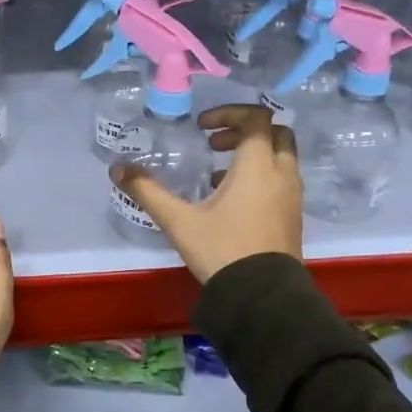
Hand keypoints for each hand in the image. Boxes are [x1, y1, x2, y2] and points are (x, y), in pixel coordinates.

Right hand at [111, 104, 301, 282]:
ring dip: (253, 154)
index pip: (256, 118)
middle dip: (245, 130)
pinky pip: (281, 180)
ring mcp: (292, 195)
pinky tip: (231, 199)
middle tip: (215, 143)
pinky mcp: (293, 216)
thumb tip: (117, 169)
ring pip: (281, 157)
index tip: (203, 128)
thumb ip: (148, 191)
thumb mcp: (179, 220)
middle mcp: (282, 173)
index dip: (229, 113)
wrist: (262, 297)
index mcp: (258, 165)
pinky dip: (261, 175)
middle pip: (275, 132)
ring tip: (217, 172)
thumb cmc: (222, 250)